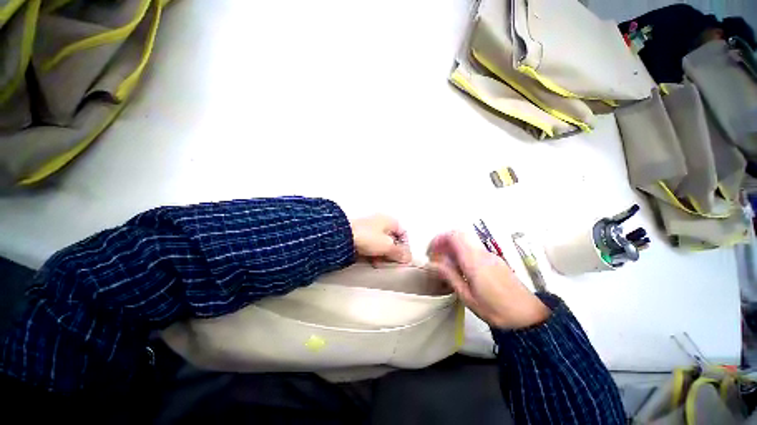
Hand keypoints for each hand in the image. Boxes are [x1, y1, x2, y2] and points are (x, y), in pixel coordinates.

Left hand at [350, 215, 411, 263]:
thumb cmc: (368, 237)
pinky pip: (371, 246)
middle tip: (393, 262)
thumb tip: (408, 258)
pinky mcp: (360, 236)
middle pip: (392, 239)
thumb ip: (399, 253)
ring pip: (381, 244)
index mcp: (390, 220)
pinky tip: (372, 261)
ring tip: (381, 263)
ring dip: (383, 254)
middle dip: (393, 252)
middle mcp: (380, 222)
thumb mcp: (387, 246)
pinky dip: (374, 254)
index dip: (406, 246)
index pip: (404, 233)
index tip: (404, 257)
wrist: (343, 236)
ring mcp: (369, 229)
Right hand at [427, 232, 549, 328]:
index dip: (439, 239)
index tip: (430, 254)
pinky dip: (465, 256)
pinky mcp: (497, 263)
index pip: (455, 235)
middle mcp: (484, 254)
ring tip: (445, 269)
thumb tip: (434, 263)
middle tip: (435, 260)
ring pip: (469, 244)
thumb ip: (451, 277)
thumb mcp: (468, 297)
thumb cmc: (495, 309)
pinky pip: (477, 252)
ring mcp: (492, 257)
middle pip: (462, 236)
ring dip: (455, 250)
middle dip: (445, 243)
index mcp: (475, 261)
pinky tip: (462, 274)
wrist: (525, 313)